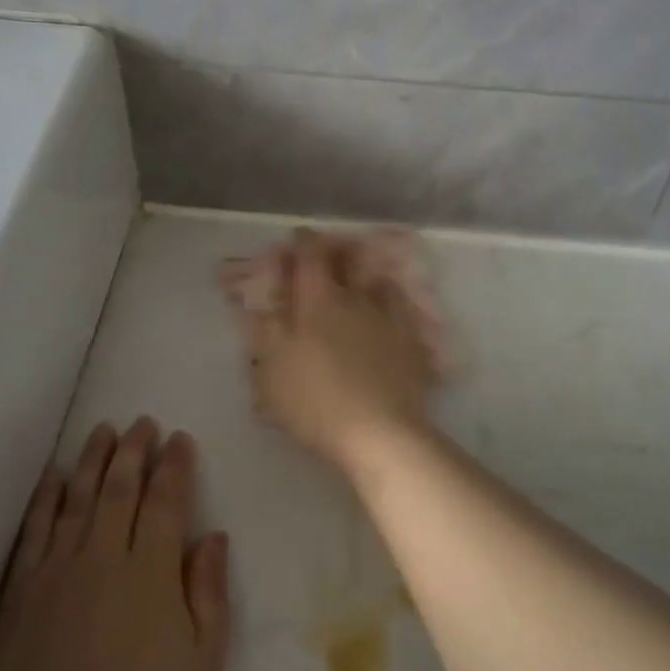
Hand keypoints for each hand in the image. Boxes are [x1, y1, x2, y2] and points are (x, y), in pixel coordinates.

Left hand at [0, 419, 231, 670]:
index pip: (165, 501)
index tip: (178, 440)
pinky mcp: (20, 595)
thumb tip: (212, 536)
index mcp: (151, 573)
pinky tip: (53, 477)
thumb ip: (209, 593)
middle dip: (133, 451)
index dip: (174, 466)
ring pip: (76, 499)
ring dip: (91, 460)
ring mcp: (55, 574)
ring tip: (102, 430)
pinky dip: (45, 499)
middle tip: (142, 423)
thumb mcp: (203, 665)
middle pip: (119, 489)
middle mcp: (102, 559)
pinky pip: (34, 532)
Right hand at [228, 229, 438, 472]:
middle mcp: (357, 300)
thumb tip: (257, 304)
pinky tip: (390, 317)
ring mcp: (389, 320)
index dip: (303, 242)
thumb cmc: (314, 401)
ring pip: (380, 283)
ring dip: (368, 276)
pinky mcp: (412, 345)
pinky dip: (393, 308)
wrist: (379, 433)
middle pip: (350, 260)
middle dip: (338, 250)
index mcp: (318, 301)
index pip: (310, 256)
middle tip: (329, 252)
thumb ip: (265, 331)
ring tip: (362, 282)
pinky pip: (403, 313)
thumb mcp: (272, 369)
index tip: (297, 236)